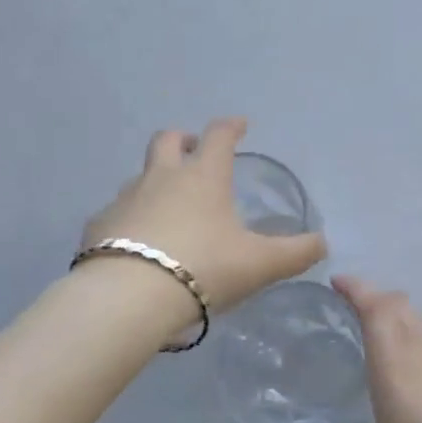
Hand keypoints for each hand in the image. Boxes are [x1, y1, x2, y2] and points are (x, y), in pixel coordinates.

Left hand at [83, 118, 325, 316]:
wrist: (128, 297)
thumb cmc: (203, 268)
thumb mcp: (261, 264)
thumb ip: (296, 253)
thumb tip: (323, 243)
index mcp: (203, 177)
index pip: (219, 136)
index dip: (231, 127)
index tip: (240, 125)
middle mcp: (162, 178)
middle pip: (167, 140)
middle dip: (182, 139)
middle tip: (192, 150)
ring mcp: (125, 199)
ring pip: (140, 177)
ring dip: (155, 182)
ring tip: (168, 209)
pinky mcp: (98, 226)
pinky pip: (116, 213)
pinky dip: (129, 220)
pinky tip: (136, 245)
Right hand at [289, 277, 421, 422]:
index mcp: (396, 374)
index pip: (377, 311)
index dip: (358, 289)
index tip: (337, 282)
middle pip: (399, 306)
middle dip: (374, 297)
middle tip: (350, 306)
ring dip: (398, 314)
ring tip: (378, 328)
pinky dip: (419, 334)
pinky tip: (414, 361)